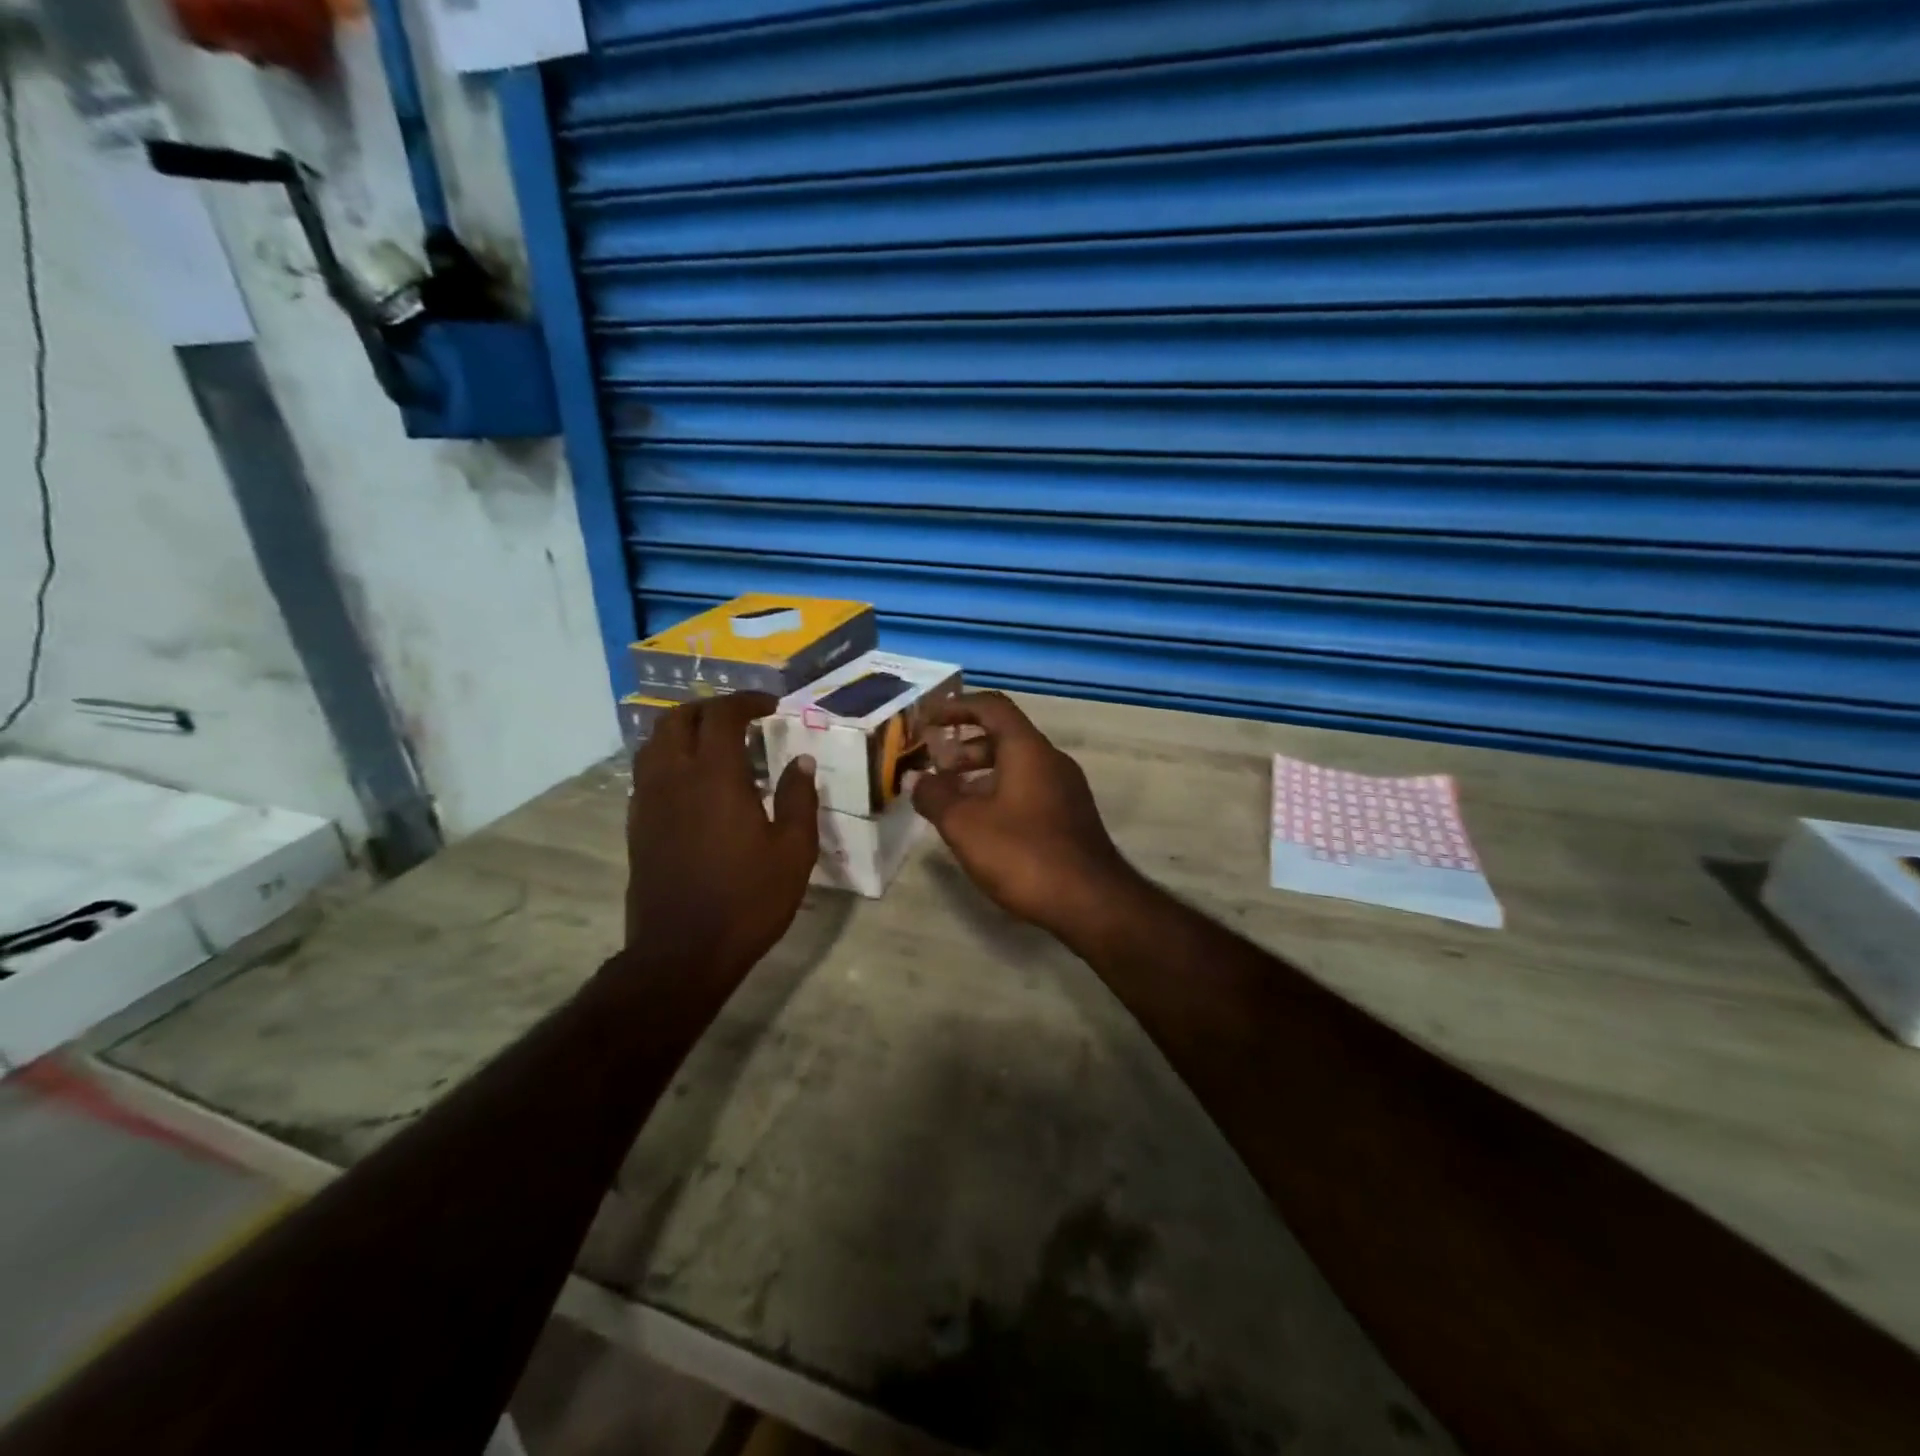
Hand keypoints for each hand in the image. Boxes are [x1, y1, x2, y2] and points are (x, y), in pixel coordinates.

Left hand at [624, 693, 818, 988]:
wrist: (682, 952)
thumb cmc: (747, 899)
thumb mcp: (793, 851)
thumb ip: (799, 799)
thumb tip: (801, 761)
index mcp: (714, 776)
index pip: (722, 715)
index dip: (746, 702)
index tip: (771, 706)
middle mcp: (674, 777)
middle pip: (679, 719)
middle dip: (711, 709)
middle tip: (741, 719)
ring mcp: (648, 801)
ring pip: (655, 743)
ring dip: (684, 730)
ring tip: (714, 743)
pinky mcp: (637, 826)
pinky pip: (647, 773)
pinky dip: (669, 759)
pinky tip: (693, 783)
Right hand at [911, 691, 1136, 939]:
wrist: (1091, 901)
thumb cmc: (1023, 854)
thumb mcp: (965, 825)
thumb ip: (935, 797)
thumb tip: (917, 780)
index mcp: (1027, 749)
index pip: (991, 707)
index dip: (956, 707)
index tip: (927, 721)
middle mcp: (1051, 760)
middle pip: (1003, 737)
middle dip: (963, 747)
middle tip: (934, 768)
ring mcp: (1065, 789)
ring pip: (1016, 766)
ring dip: (979, 774)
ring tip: (950, 800)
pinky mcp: (1070, 816)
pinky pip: (1028, 789)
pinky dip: (999, 793)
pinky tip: (981, 825)